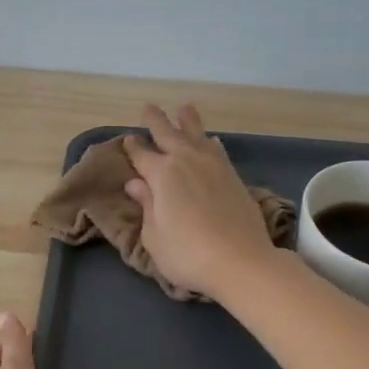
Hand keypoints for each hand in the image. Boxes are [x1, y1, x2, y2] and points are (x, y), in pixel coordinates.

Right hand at [122, 103, 279, 299]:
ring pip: (197, 134)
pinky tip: (212, 141)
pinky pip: (218, 150)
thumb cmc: (187, 254)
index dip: (132, 148)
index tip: (128, 140)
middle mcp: (187, 161)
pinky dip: (210, 142)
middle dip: (156, 120)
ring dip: (187, 121)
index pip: (141, 155)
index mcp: (161, 174)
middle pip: (168, 133)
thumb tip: (136, 183)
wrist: (241, 261)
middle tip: (148, 108)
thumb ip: (146, 205)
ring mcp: (213, 166)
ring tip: (184, 109)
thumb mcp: (154, 236)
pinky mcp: (234, 177)